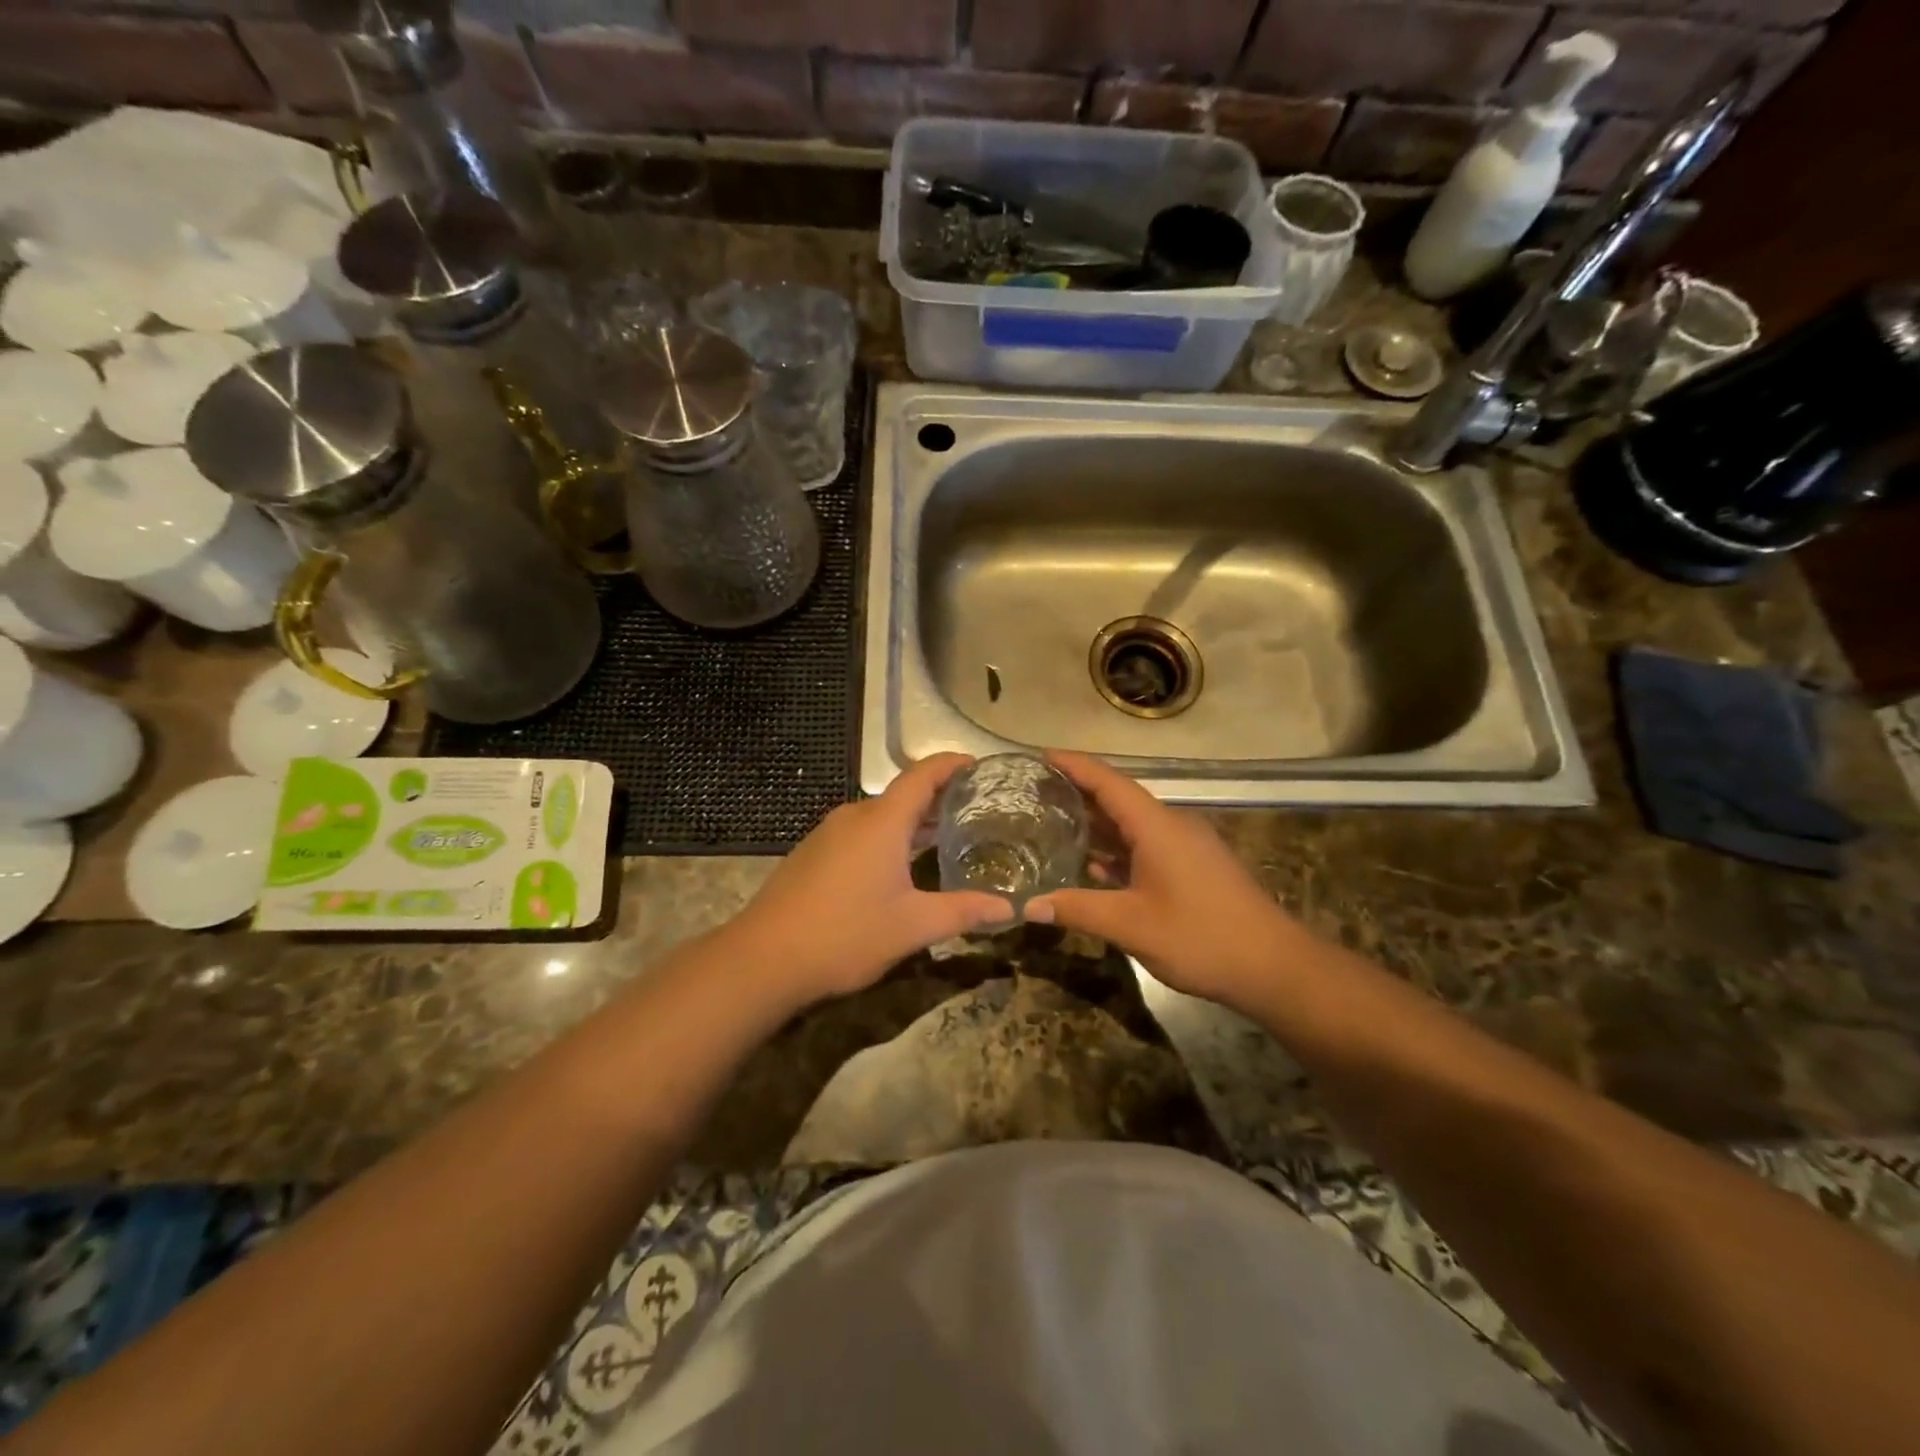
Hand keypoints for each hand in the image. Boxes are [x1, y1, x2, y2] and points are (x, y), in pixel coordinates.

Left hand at [729, 753, 1013, 1005]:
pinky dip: (887, 839)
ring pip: (880, 817)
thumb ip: (963, 911)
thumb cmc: (846, 934)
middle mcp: (854, 816)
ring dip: (912, 823)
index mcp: (882, 821)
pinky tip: (898, 868)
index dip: (952, 765)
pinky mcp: (812, 854)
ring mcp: (828, 834)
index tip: (980, 767)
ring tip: (945, 840)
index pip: (923, 775)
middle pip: (903, 795)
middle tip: (976, 813)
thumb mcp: (913, 926)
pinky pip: (860, 834)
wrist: (763, 959)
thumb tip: (1010, 909)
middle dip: (939, 800)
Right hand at [1025, 750, 1307, 1007]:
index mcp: (1156, 826)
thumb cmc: (1201, 937)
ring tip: (1055, 824)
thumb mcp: (1131, 925)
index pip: (1107, 781)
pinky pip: (1147, 845)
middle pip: (1118, 798)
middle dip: (1078, 793)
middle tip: (1035, 794)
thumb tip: (1028, 905)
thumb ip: (1078, 909)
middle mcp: (1171, 825)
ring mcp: (1186, 846)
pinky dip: (1118, 848)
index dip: (1073, 765)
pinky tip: (1095, 866)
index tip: (1040, 756)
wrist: (1274, 966)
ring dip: (1097, 823)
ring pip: (1133, 824)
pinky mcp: (1195, 867)